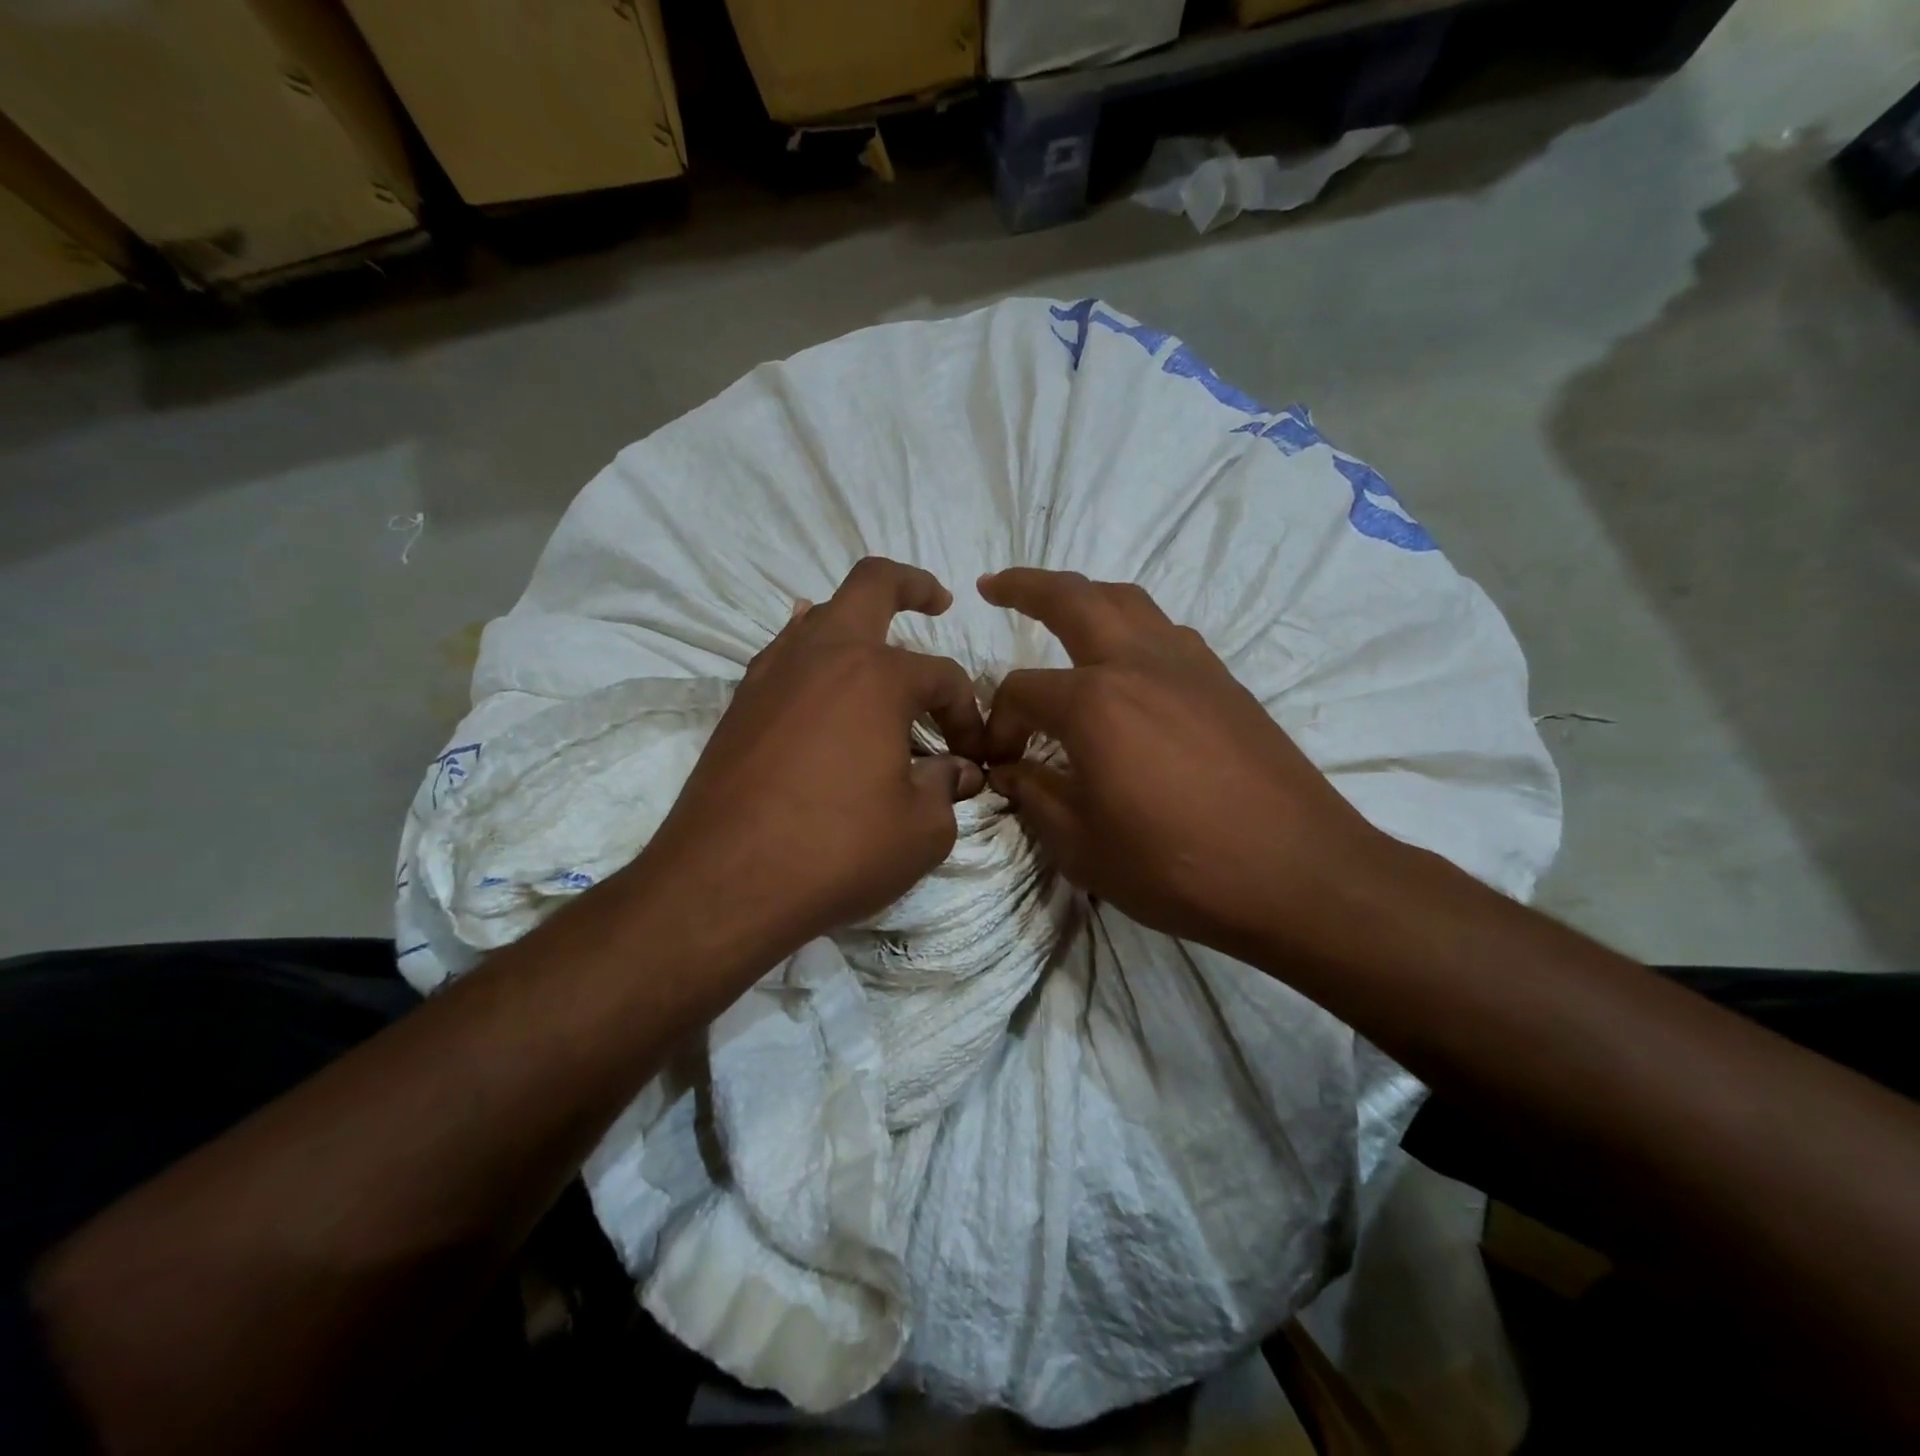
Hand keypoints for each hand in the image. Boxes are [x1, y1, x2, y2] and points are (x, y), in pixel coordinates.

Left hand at [637, 558, 985, 962]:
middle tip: (937, 601)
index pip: (943, 677)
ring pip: (819, 617)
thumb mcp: (920, 831)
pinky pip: (784, 656)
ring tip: (879, 655)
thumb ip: (946, 789)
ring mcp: (772, 674)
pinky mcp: (740, 704)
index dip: (968, 713)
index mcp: (877, 676)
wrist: (721, 883)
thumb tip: (957, 772)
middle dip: (911, 586)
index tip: (973, 757)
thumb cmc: (835, 851)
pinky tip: (821, 686)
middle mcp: (823, 655)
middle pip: (871, 585)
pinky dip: (812, 658)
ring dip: (856, 624)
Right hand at [978, 568, 1388, 958]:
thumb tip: (1009, 770)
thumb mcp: (1083, 846)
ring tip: (1061, 610)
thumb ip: (1036, 796)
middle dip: (1027, 585)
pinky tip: (1129, 664)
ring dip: (1086, 596)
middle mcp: (1139, 664)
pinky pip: (1168, 632)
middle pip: (1074, 599)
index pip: (1022, 691)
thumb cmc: (1178, 867)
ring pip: (1129, 601)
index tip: (1000, 761)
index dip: (1000, 723)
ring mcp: (1189, 666)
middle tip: (995, 584)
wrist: (1298, 875)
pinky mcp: (1225, 682)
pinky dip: (1134, 628)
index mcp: (1095, 703)